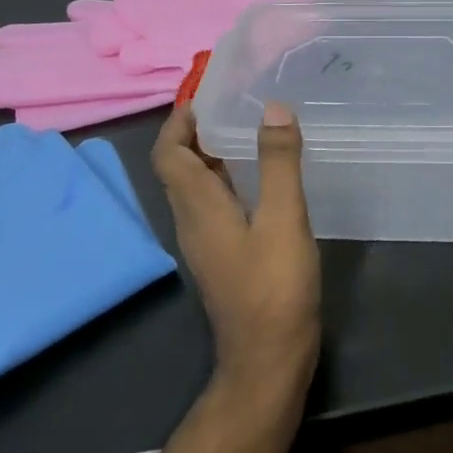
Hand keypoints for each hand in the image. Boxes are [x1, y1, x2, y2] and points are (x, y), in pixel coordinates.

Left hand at [152, 101, 321, 395]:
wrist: (268, 359)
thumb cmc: (274, 288)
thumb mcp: (284, 219)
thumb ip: (279, 163)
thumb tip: (272, 107)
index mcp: (198, 206)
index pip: (169, 152)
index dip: (180, 120)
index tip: (206, 93)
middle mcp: (192, 221)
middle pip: (179, 167)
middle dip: (197, 132)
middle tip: (235, 105)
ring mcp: (206, 243)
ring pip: (197, 188)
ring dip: (213, 157)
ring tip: (250, 132)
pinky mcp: (223, 258)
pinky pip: (215, 207)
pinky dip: (228, 182)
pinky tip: (262, 181)